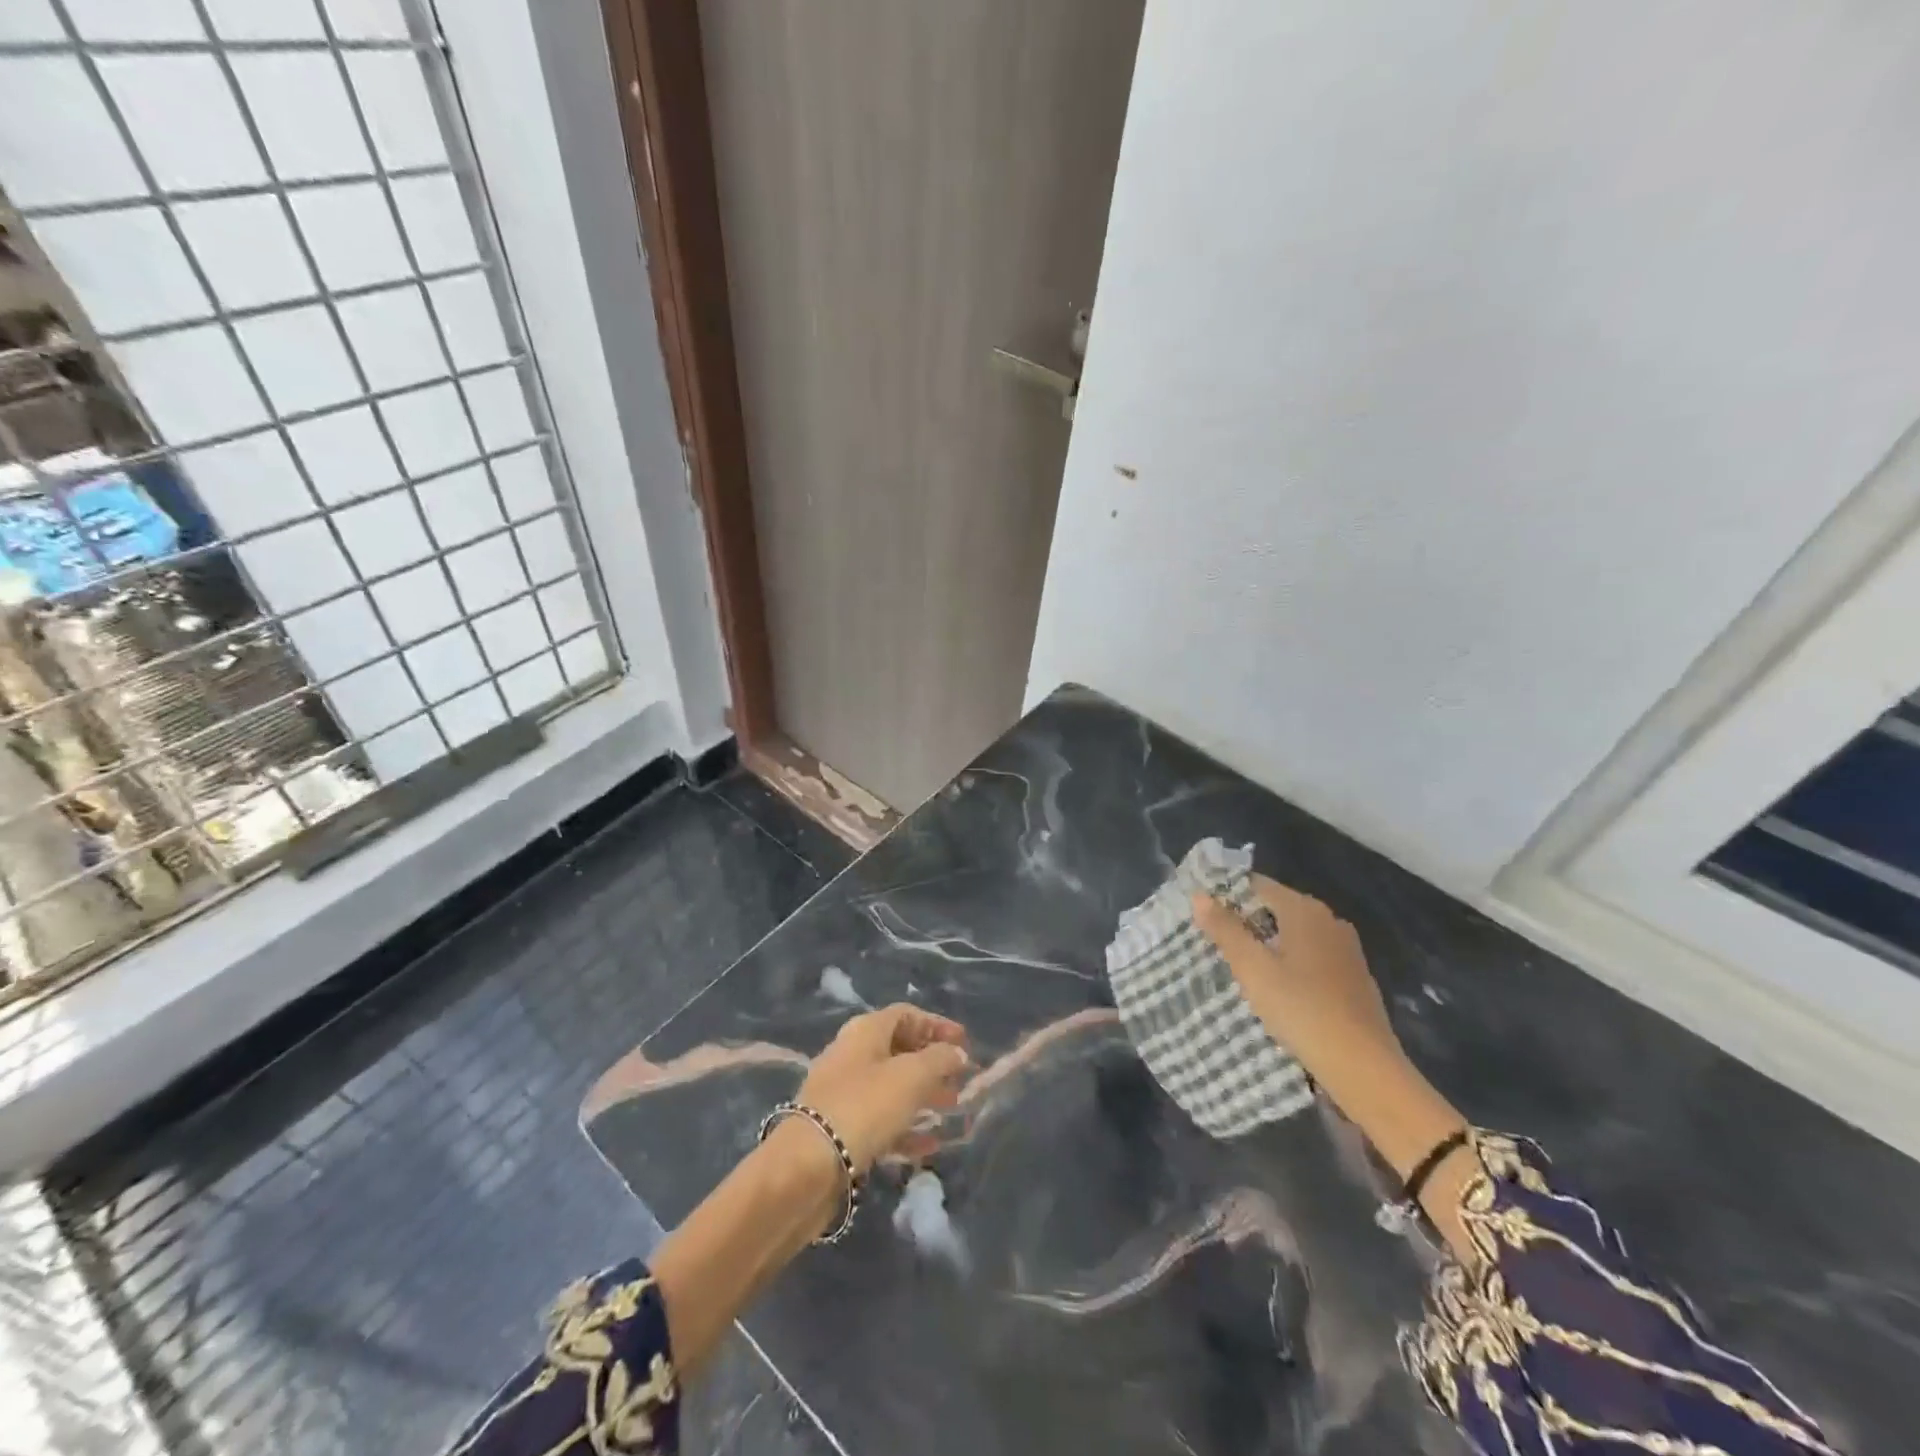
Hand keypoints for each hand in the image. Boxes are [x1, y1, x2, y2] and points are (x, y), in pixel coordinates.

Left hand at [794, 1003, 970, 1173]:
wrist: (807, 1166)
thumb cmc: (864, 1107)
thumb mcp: (911, 1077)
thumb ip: (940, 1060)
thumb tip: (957, 1052)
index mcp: (865, 1031)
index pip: (906, 1014)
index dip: (937, 1025)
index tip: (965, 1043)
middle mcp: (851, 1055)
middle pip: (898, 1049)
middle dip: (932, 1063)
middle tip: (960, 1080)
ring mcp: (843, 1093)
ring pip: (891, 1087)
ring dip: (923, 1095)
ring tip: (952, 1109)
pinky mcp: (840, 1130)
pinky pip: (880, 1120)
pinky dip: (906, 1127)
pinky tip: (930, 1145)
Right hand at [1193, 877, 1470, 1208]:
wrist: (1363, 1066)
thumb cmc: (1301, 1009)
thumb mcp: (1252, 969)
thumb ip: (1224, 930)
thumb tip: (1199, 895)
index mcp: (1304, 910)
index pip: (1256, 885)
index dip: (1227, 895)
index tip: (1202, 914)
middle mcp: (1329, 920)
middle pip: (1277, 907)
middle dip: (1245, 920)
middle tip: (1214, 941)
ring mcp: (1346, 948)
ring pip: (1295, 933)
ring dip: (1268, 943)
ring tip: (1240, 965)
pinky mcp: (1354, 975)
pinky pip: (1312, 955)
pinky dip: (1290, 961)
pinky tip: (1277, 986)